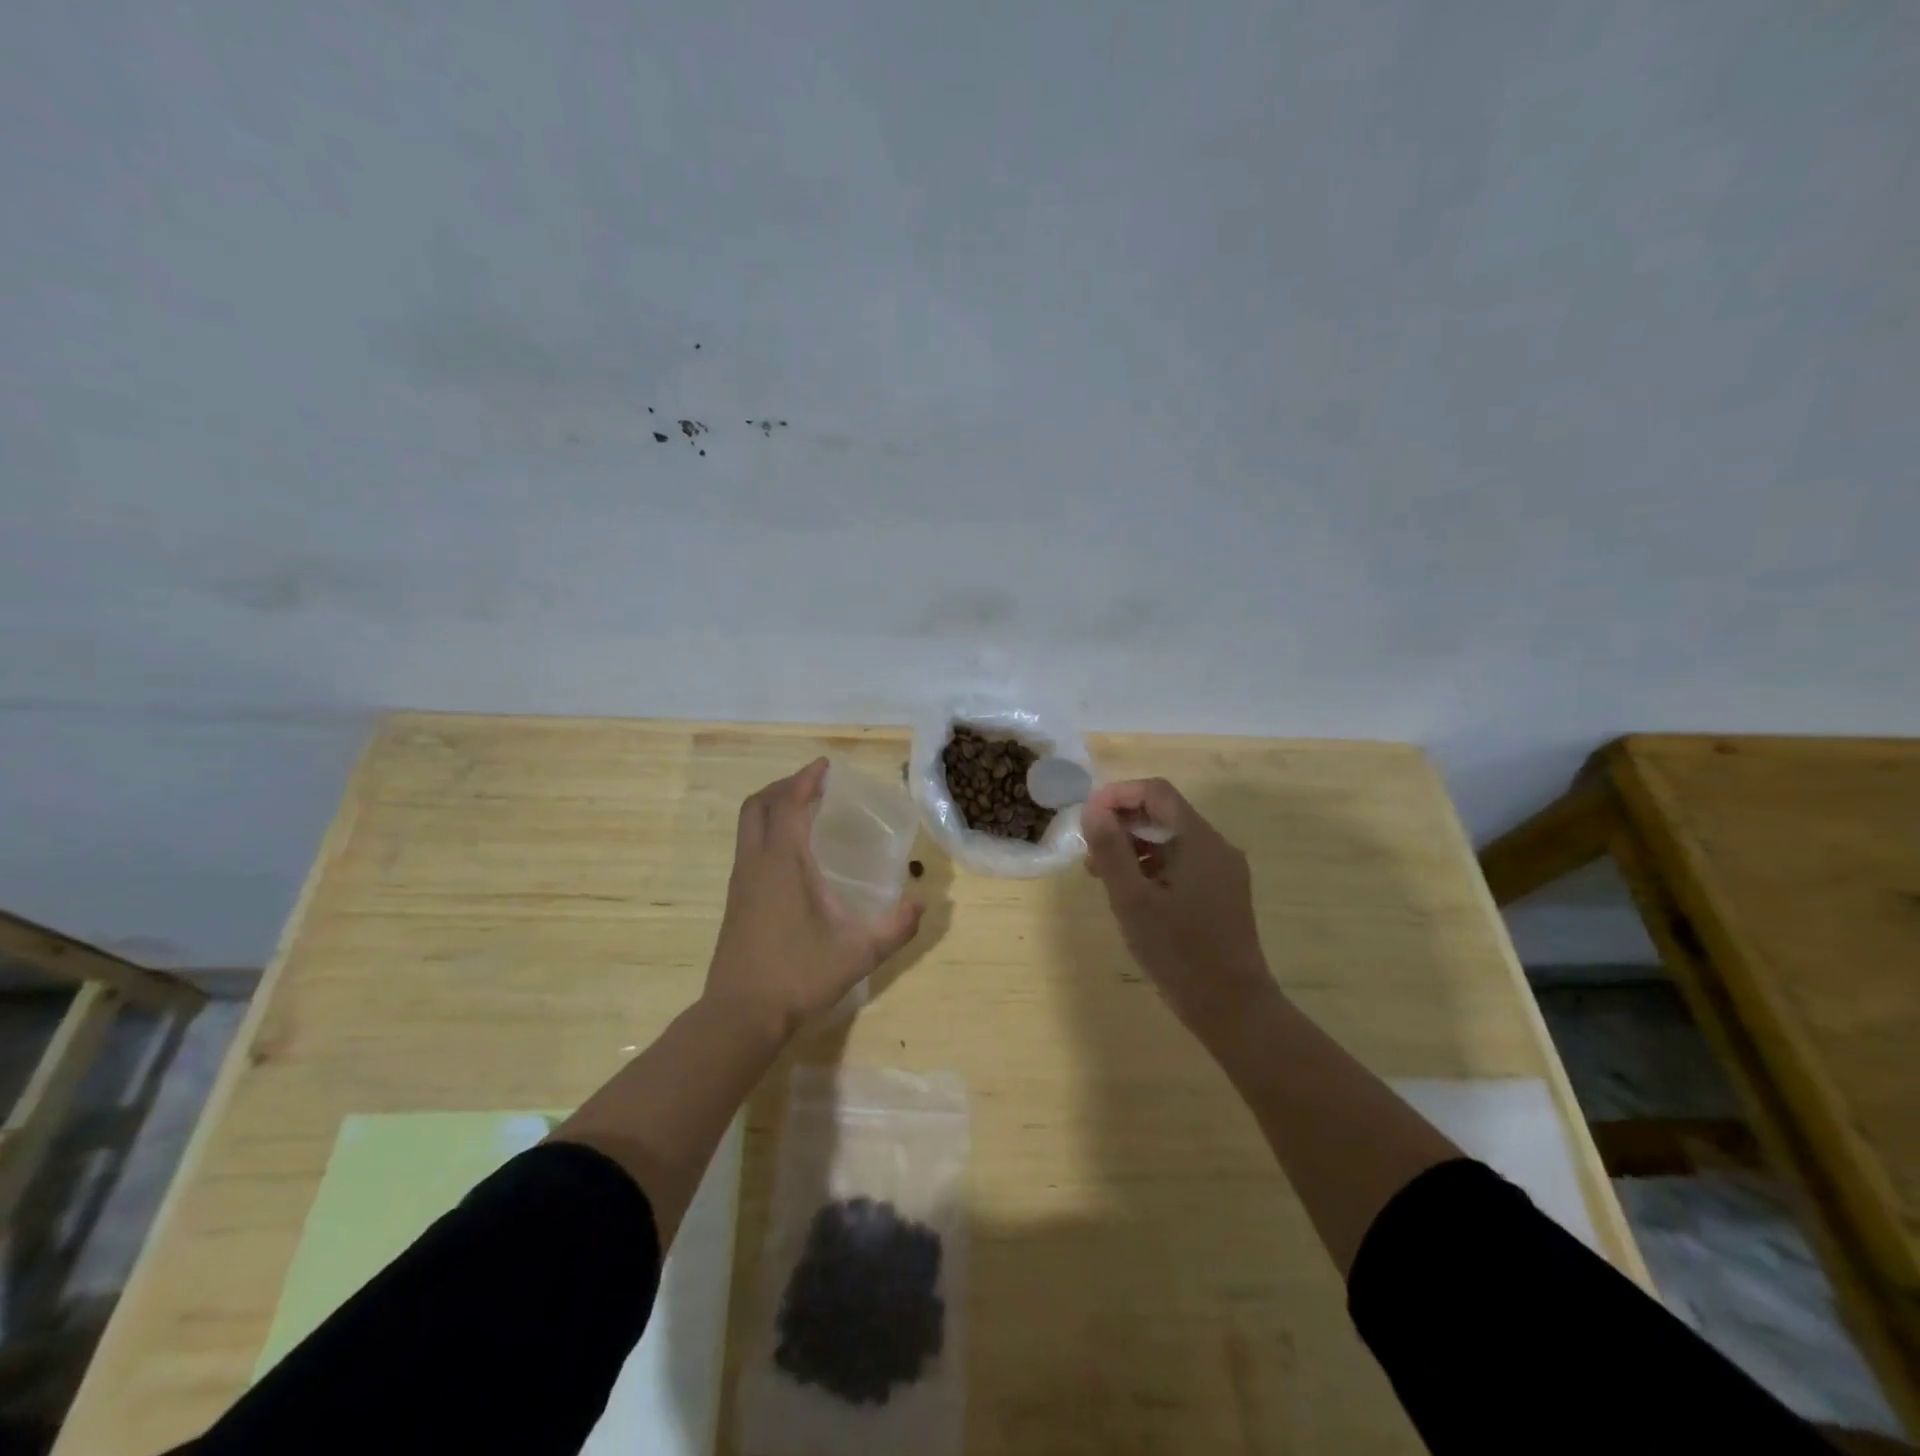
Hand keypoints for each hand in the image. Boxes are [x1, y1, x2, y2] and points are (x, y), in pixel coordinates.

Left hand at [706, 758, 923, 1041]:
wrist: (741, 1015)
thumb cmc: (798, 975)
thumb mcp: (858, 953)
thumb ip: (895, 927)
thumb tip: (922, 904)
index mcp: (783, 863)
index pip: (789, 804)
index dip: (806, 779)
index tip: (825, 766)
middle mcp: (756, 863)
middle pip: (759, 806)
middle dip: (785, 786)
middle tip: (814, 784)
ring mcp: (740, 882)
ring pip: (748, 826)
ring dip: (773, 808)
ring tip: (805, 811)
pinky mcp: (736, 901)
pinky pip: (749, 847)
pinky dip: (768, 831)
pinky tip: (792, 854)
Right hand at [1082, 778, 1277, 1035]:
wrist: (1232, 1008)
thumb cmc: (1179, 952)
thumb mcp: (1133, 900)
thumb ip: (1111, 850)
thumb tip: (1092, 810)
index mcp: (1199, 841)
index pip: (1156, 792)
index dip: (1118, 795)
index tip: (1087, 818)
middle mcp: (1216, 847)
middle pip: (1164, 813)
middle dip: (1123, 824)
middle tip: (1089, 852)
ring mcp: (1222, 871)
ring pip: (1171, 840)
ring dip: (1134, 847)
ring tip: (1103, 876)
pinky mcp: (1221, 893)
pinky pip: (1182, 862)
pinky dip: (1152, 867)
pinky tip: (1132, 894)